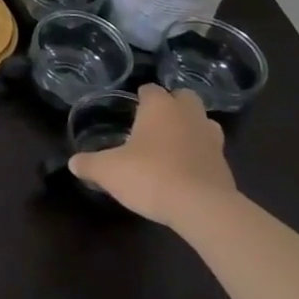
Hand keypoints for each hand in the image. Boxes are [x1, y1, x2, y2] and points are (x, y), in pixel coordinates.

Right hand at [69, 84, 235, 226]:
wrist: (203, 209)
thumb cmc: (150, 176)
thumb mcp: (108, 171)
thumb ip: (89, 164)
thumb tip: (73, 163)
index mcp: (160, 107)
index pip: (150, 89)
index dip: (141, 97)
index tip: (131, 109)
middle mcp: (188, 115)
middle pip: (185, 97)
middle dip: (173, 105)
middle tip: (155, 122)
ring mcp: (212, 140)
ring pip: (204, 123)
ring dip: (192, 128)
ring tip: (174, 144)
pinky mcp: (226, 167)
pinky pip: (211, 152)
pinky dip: (200, 156)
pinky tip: (186, 172)